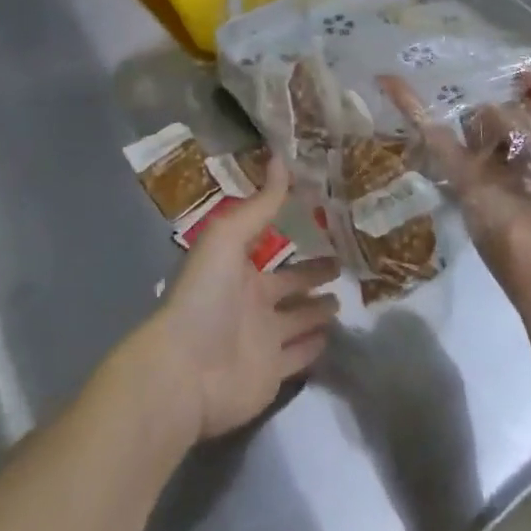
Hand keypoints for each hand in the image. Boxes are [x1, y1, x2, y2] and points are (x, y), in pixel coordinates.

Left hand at [144, 158, 340, 440]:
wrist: (186, 371)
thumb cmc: (206, 295)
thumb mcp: (229, 236)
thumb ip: (260, 203)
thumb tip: (281, 156)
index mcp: (238, 267)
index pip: (271, 244)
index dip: (293, 232)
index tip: (322, 217)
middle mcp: (252, 301)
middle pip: (289, 284)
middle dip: (313, 273)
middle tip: (344, 261)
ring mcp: (263, 339)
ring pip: (297, 319)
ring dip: (317, 310)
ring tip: (345, 299)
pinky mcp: (272, 374)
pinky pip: (298, 356)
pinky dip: (314, 347)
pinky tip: (332, 337)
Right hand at [380, 71, 530, 319]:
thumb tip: (530, 75)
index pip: (527, 106)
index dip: (523, 88)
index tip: (519, 75)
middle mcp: (513, 156)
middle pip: (498, 111)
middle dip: (507, 110)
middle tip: (523, 134)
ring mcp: (484, 167)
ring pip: (473, 121)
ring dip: (486, 117)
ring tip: (510, 148)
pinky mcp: (461, 179)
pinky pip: (436, 139)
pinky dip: (412, 108)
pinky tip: (391, 80)